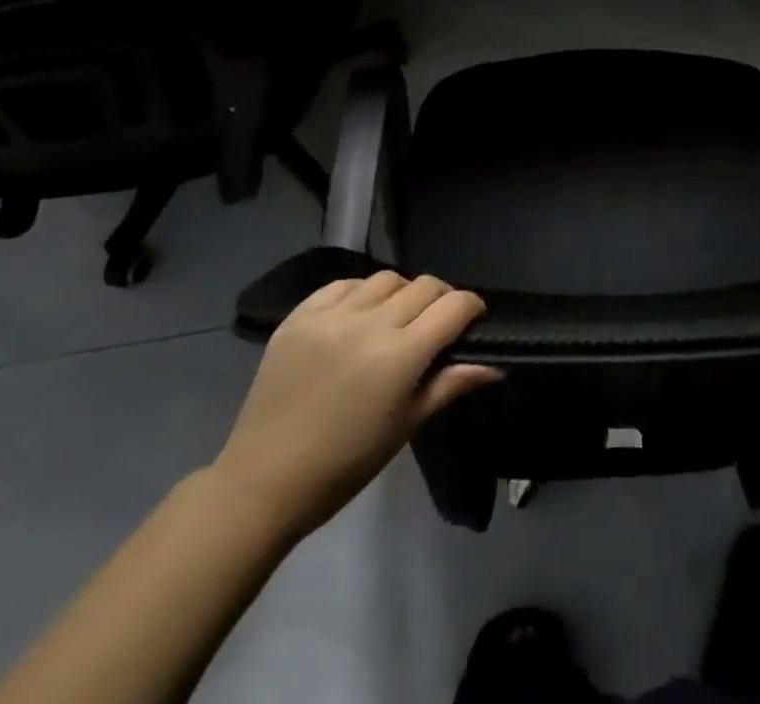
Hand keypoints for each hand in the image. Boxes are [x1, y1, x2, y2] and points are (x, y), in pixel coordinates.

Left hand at [210, 272, 499, 539]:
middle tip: (435, 323)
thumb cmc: (345, 464)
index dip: (471, 308)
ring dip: (401, 293)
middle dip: (440, 299)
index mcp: (400, 355)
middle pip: (424, 286)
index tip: (472, 321)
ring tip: (394, 318)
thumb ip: (450, 385)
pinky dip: (360, 293)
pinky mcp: (299, 315)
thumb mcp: (405, 426)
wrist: (263, 481)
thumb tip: (496, 367)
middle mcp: (370, 324)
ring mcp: (331, 316)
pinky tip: (357, 316)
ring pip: (385, 279)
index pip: (454, 306)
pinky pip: (343, 285)